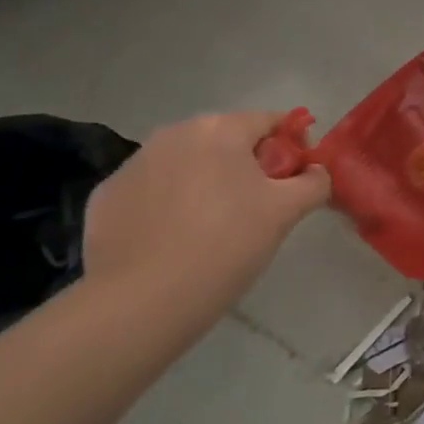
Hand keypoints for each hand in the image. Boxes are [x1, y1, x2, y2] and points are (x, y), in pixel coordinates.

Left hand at [83, 111, 330, 312]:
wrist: (141, 300)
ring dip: (207, 183)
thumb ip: (313, 183)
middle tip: (259, 207)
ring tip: (215, 228)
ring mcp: (134, 163)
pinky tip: (175, 240)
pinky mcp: (107, 196)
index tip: (297, 179)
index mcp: (220, 129)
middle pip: (226, 141)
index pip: (270, 122)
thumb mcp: (286, 213)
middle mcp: (174, 133)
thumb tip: (316, 171)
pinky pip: (153, 190)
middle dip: (247, 165)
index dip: (292, 147)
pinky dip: (169, 205)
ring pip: (188, 164)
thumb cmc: (226, 245)